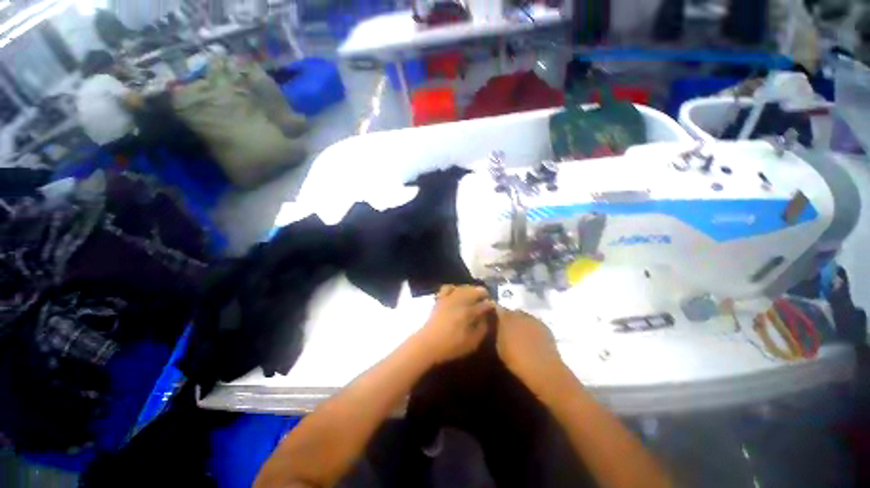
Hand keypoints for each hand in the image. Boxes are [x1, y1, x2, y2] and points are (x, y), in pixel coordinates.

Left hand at [418, 285, 494, 363]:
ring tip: (474, 296)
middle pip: (476, 290)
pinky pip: (449, 287)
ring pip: (464, 287)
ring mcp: (449, 298)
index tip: (494, 308)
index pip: (485, 304)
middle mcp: (460, 301)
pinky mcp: (440, 298)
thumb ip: (482, 329)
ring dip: (471, 290)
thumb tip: (487, 318)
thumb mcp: (472, 343)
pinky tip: (457, 294)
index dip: (491, 305)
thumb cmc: (451, 346)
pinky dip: (455, 288)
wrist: (428, 343)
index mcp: (470, 312)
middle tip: (485, 301)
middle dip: (483, 294)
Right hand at [495, 307, 564, 390]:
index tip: (496, 319)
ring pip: (525, 317)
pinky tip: (534, 339)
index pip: (499, 309)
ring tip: (522, 334)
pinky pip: (536, 324)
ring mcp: (534, 319)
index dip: (497, 313)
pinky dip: (533, 328)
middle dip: (511, 318)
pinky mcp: (545, 326)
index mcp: (506, 318)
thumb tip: (500, 327)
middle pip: (513, 312)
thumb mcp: (500, 347)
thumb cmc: (516, 360)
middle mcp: (520, 315)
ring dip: (523, 322)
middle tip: (510, 328)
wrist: (542, 368)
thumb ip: (499, 333)